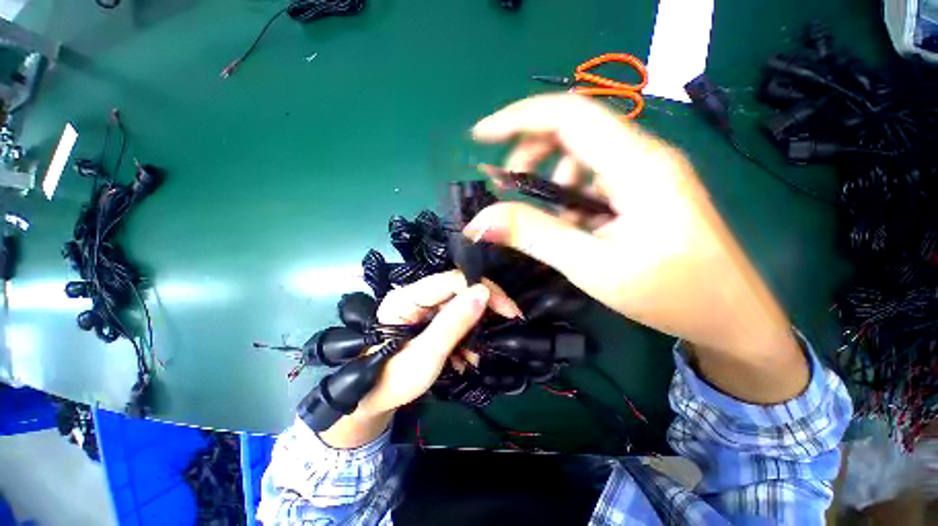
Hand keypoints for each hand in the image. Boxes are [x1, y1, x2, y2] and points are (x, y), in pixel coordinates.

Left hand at [319, 271, 519, 447]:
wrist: (371, 401)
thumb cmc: (392, 381)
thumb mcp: (426, 355)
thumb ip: (453, 323)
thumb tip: (483, 291)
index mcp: (407, 297)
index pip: (453, 280)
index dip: (484, 289)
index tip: (510, 311)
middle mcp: (415, 295)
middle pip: (459, 290)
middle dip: (482, 311)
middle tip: (499, 331)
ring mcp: (421, 306)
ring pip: (460, 305)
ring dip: (474, 328)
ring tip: (475, 355)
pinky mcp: (428, 319)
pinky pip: (455, 318)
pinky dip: (465, 336)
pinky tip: (465, 357)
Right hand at [465, 94, 806, 403]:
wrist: (730, 316)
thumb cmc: (671, 294)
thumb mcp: (592, 266)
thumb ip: (534, 236)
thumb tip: (482, 221)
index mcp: (637, 165)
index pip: (568, 114)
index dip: (518, 118)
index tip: (480, 136)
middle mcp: (644, 156)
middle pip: (574, 128)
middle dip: (530, 151)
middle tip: (507, 185)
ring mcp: (647, 172)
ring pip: (582, 154)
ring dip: (550, 177)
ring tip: (544, 216)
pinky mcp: (645, 190)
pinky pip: (595, 177)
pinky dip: (569, 194)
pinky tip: (572, 224)